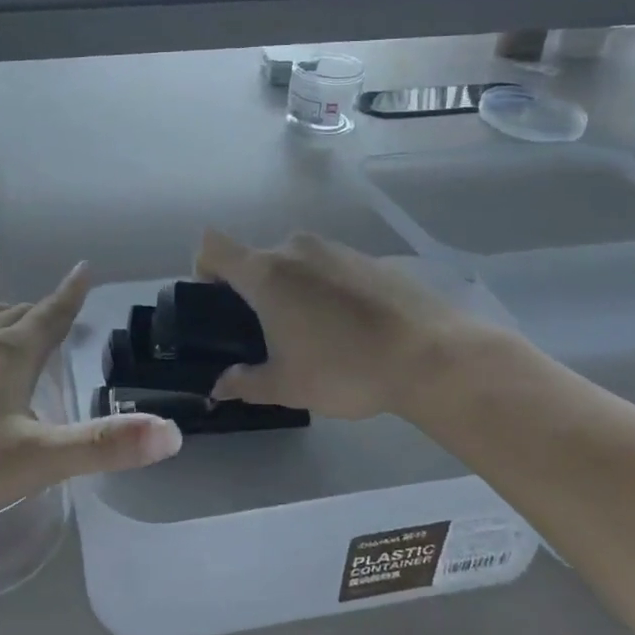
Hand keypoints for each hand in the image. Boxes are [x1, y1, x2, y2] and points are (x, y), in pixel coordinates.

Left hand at [0, 263, 181, 525]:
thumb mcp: (35, 461)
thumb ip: (104, 446)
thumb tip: (170, 433)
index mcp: (8, 354)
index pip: (50, 313)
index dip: (71, 293)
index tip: (83, 269)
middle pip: (14, 313)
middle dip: (39, 309)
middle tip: (55, 310)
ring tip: (6, 320)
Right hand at [195, 229, 498, 420]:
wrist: (431, 355)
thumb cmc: (344, 368)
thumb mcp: (287, 386)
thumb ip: (245, 383)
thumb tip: (219, 387)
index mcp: (266, 273)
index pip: (213, 246)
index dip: (204, 268)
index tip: (215, 301)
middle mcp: (297, 249)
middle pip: (257, 258)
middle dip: (252, 291)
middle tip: (266, 334)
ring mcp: (337, 249)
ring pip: (296, 263)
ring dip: (292, 290)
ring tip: (313, 334)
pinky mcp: (370, 259)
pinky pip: (330, 268)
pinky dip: (326, 290)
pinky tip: (350, 328)